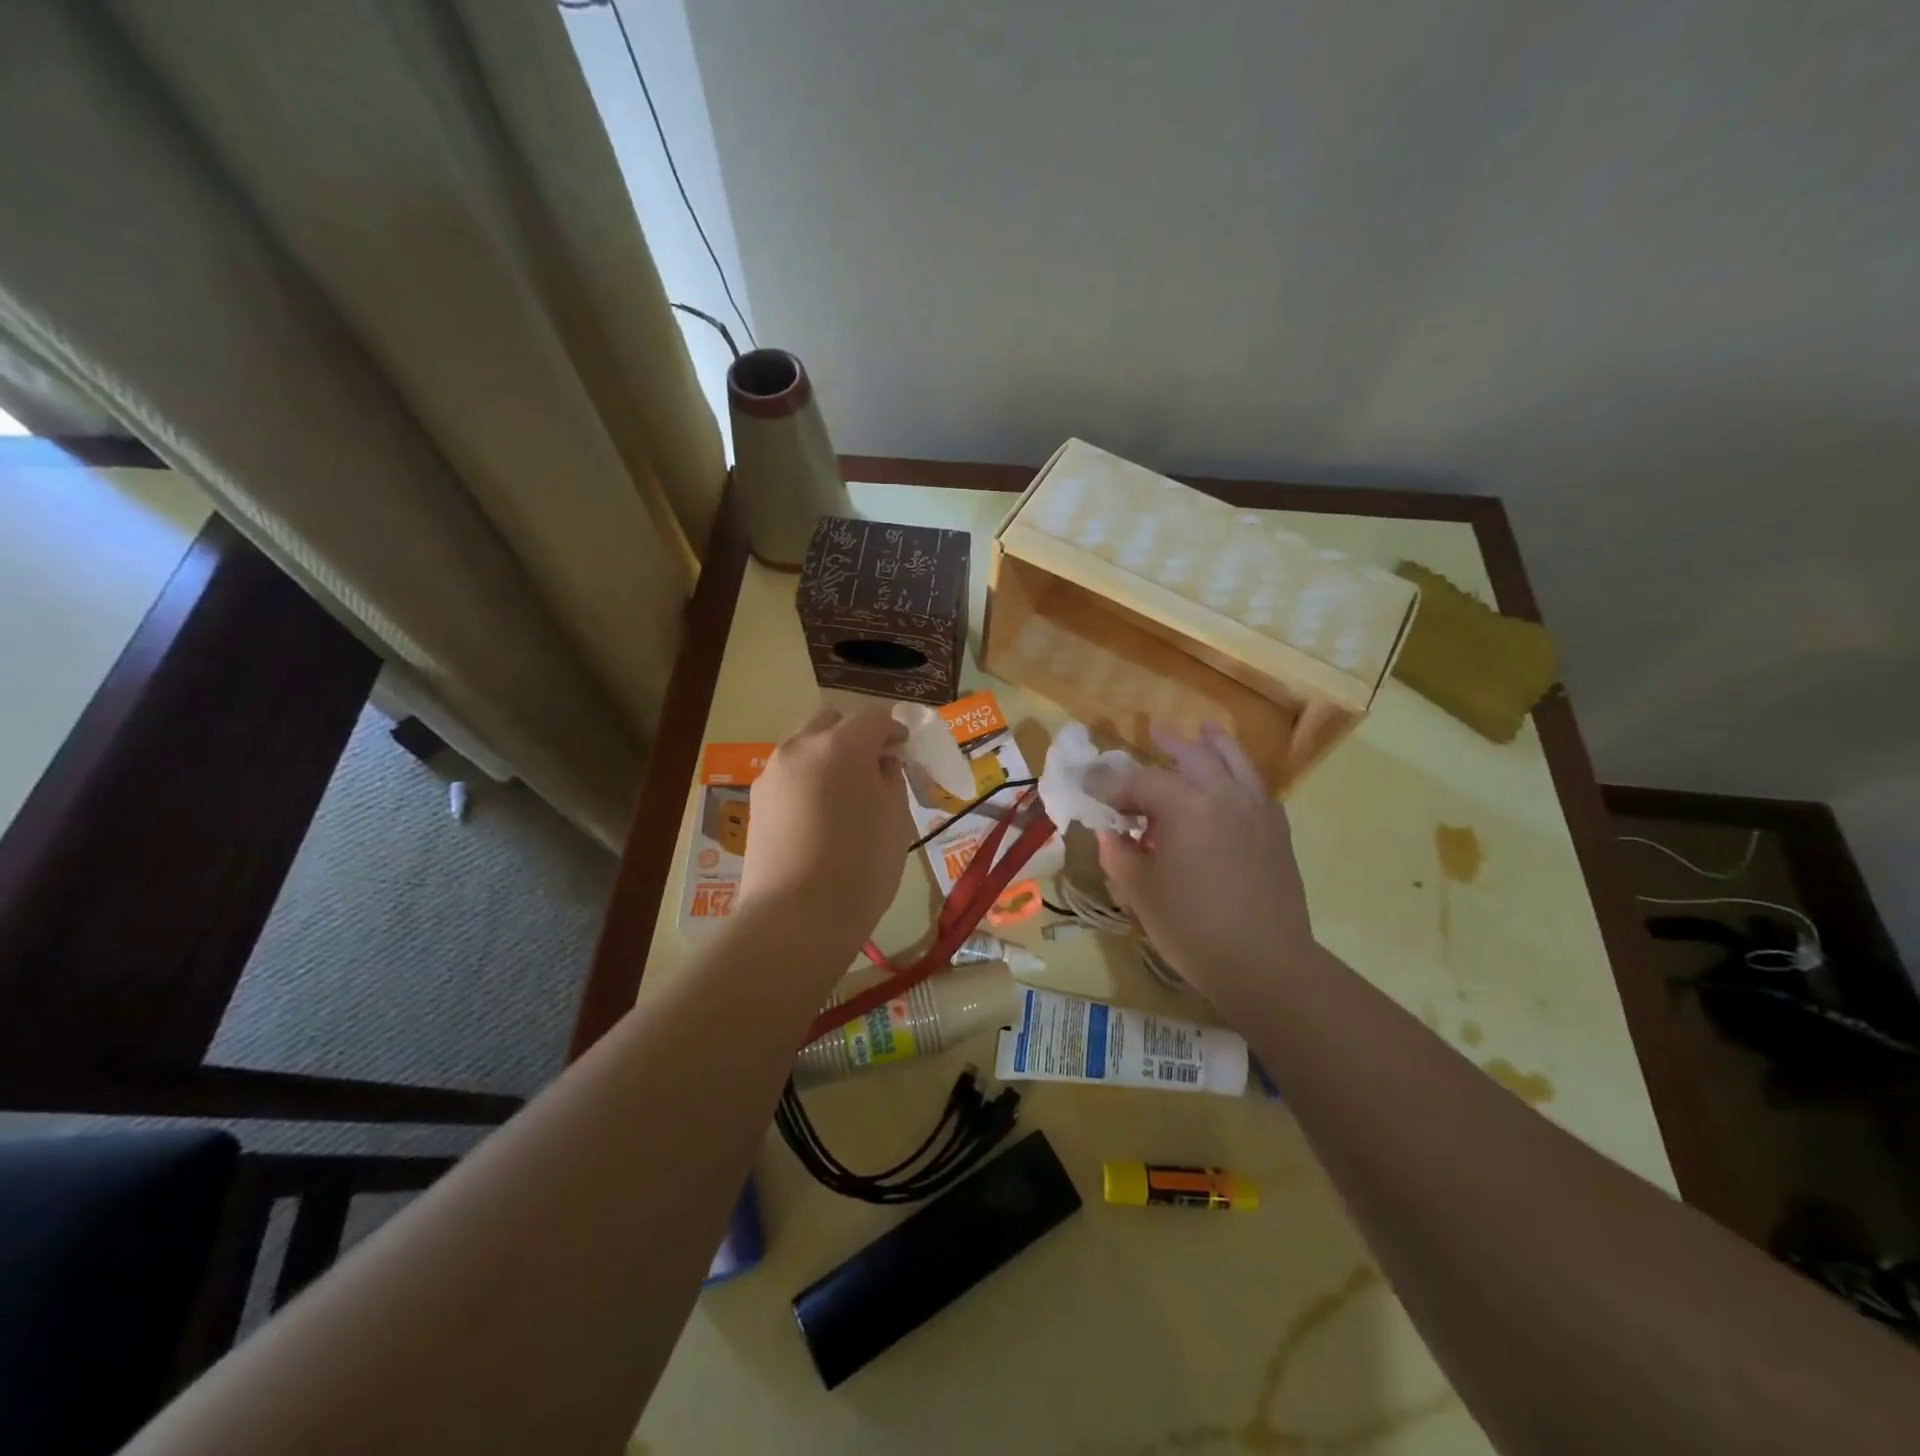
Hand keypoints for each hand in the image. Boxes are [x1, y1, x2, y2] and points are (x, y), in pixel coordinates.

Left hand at [739, 704, 913, 952]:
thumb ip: (891, 779)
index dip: (895, 731)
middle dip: (856, 735)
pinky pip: (788, 773)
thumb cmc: (861, 866)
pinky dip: (807, 778)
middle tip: (874, 766)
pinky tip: (819, 812)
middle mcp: (801, 747)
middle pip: (832, 721)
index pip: (875, 718)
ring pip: (805, 745)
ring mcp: (772, 772)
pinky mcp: (756, 800)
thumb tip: (880, 764)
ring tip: (844, 791)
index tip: (905, 751)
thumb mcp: (895, 819)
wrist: (796, 916)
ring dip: (828, 755)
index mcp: (842, 745)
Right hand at [1096, 724, 1314, 1010]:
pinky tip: (1231, 784)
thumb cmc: (1192, 927)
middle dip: (1169, 745)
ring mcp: (1257, 809)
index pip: (1141, 782)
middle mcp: (1224, 794)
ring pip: (1236, 761)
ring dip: (1214, 744)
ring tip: (1204, 731)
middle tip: (1152, 735)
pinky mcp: (1277, 830)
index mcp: (1185, 805)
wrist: (1265, 964)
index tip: (1093, 793)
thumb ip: (1119, 853)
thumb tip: (1111, 833)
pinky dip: (1240, 775)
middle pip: (1194, 754)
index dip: (1113, 787)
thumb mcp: (1139, 891)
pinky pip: (1256, 787)